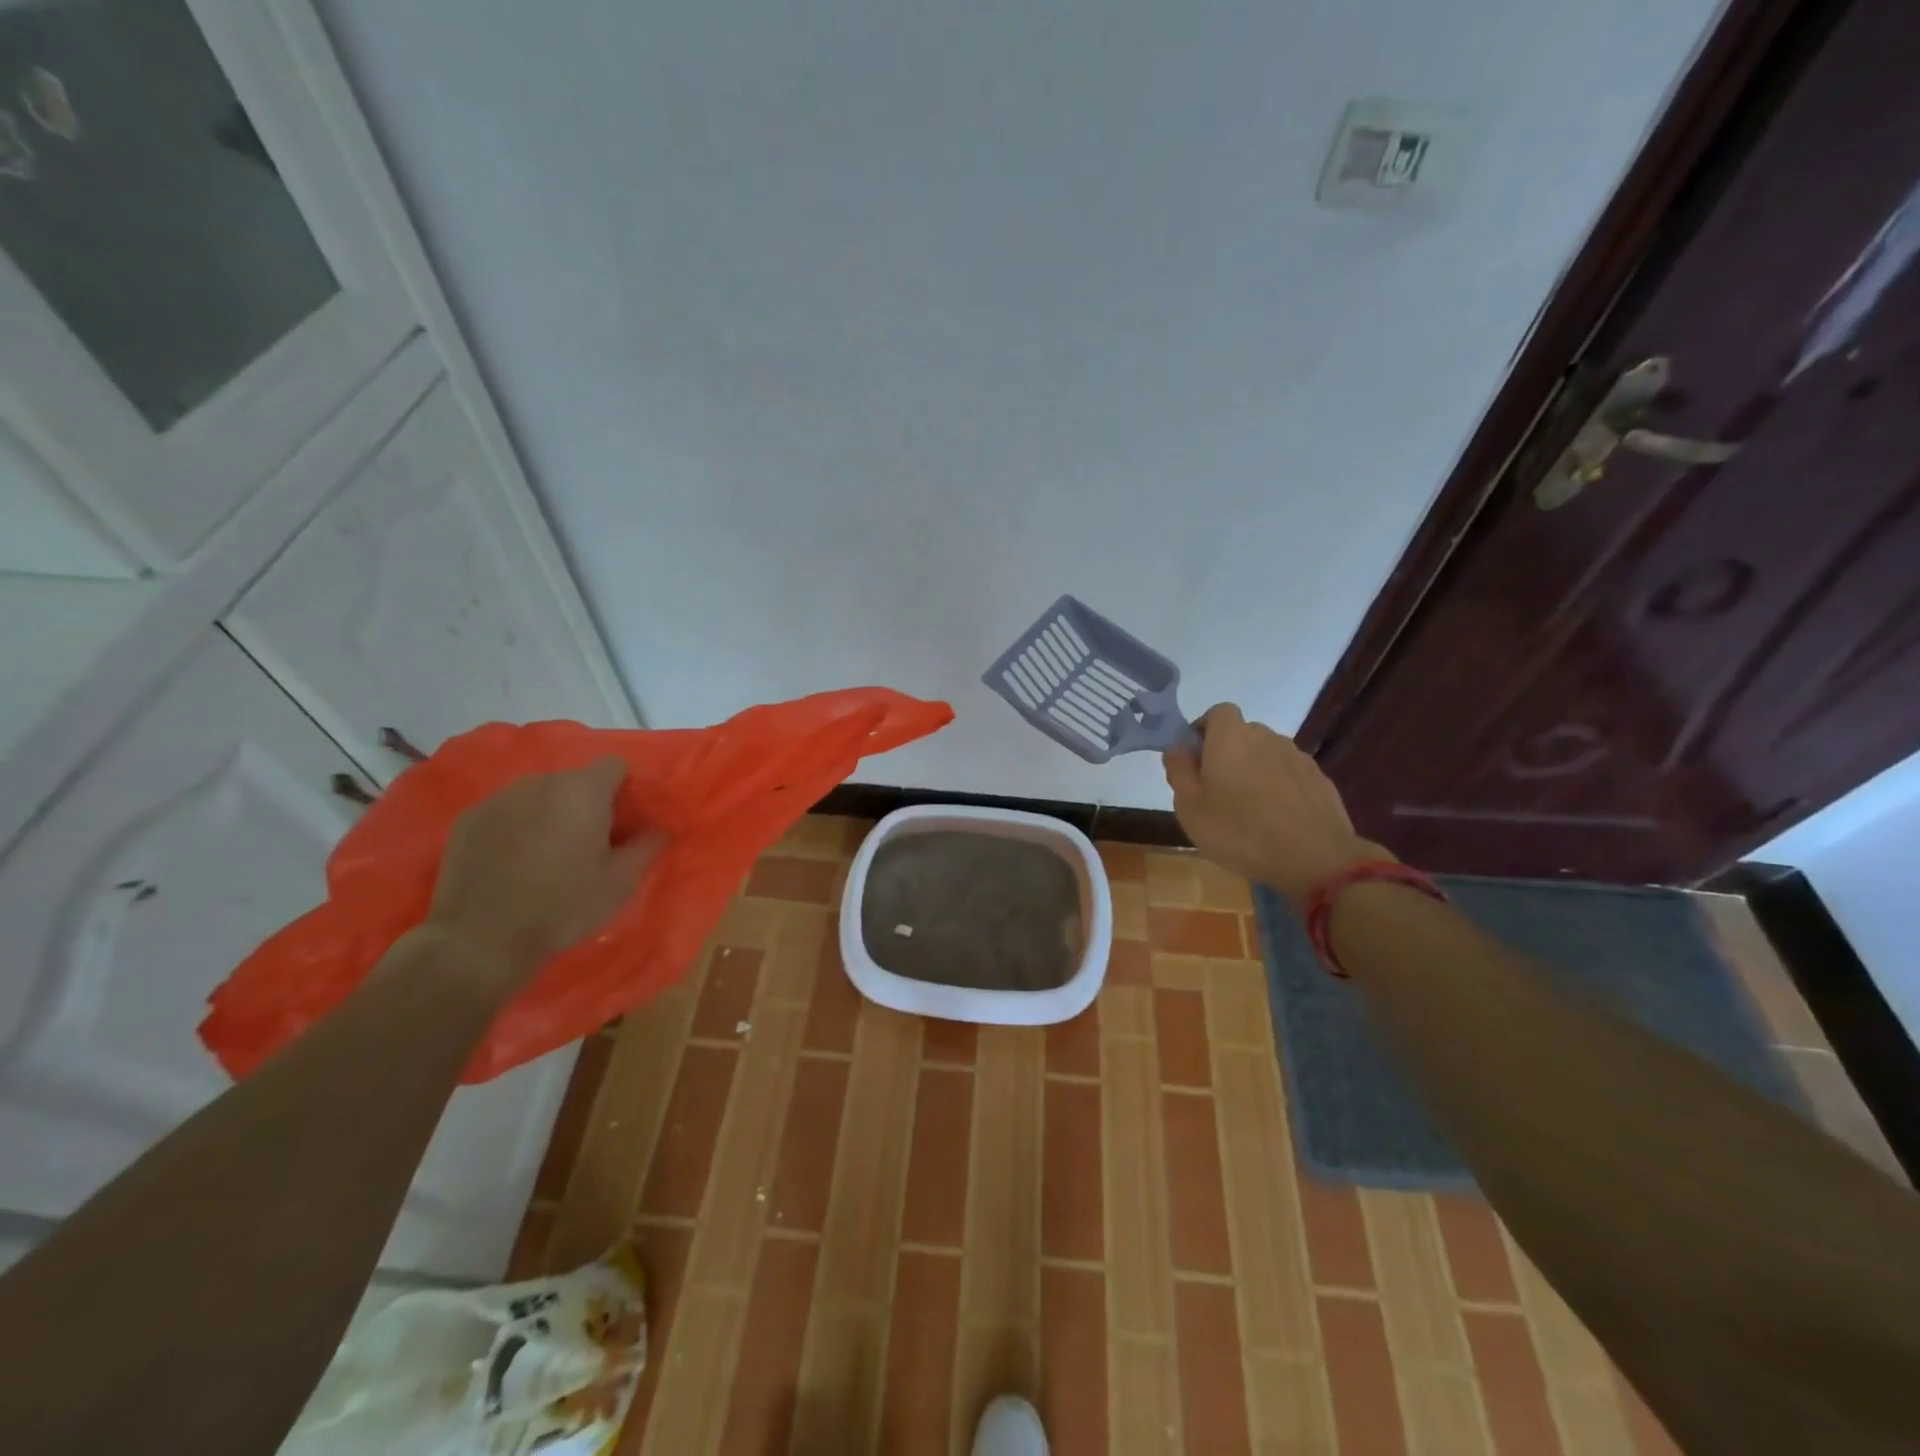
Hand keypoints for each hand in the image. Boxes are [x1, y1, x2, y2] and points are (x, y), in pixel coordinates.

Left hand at [423, 758, 664, 989]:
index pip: (614, 765)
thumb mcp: (621, 882)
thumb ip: (647, 845)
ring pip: (539, 794)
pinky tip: (514, 860)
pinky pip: (507, 810)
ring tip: (550, 852)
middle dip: (587, 802)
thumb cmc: (563, 906)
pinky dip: (517, 825)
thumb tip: (660, 828)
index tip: (625, 821)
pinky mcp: (469, 819)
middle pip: (575, 779)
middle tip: (590, 841)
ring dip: (551, 812)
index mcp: (583, 791)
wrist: (480, 940)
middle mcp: (541, 783)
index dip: (624, 789)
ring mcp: (499, 798)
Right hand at [1162, 703, 1387, 905]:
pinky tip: (1277, 819)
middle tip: (1217, 790)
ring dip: (1255, 771)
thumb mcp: (1190, 807)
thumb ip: (1179, 771)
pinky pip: (1289, 775)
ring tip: (1249, 809)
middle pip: (1242, 734)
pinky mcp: (1319, 779)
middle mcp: (1266, 737)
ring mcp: (1297, 757)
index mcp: (1231, 738)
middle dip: (1228, 753)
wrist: (1313, 858)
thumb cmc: (1239, 831)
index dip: (1204, 730)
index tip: (1196, 760)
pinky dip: (1280, 788)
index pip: (1217, 712)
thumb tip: (1177, 749)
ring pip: (1267, 755)